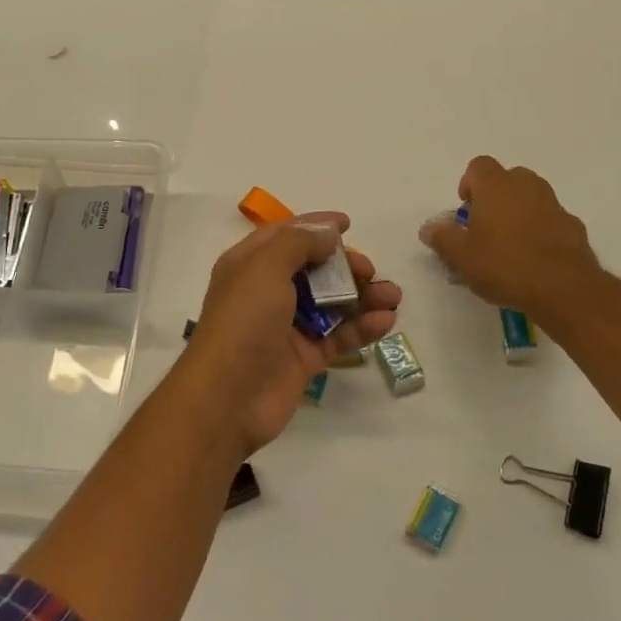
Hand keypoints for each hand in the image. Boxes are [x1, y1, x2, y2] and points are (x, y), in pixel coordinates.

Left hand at [171, 214, 400, 461]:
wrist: (228, 397)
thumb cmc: (243, 321)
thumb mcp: (265, 268)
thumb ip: (298, 244)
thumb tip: (327, 232)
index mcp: (249, 264)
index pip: (286, 235)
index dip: (315, 227)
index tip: (347, 223)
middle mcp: (267, 291)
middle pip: (313, 269)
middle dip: (344, 265)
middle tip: (369, 270)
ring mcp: (287, 326)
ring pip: (331, 303)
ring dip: (363, 296)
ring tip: (393, 296)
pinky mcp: (304, 358)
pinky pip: (339, 335)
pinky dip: (362, 327)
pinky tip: (386, 321)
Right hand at [420, 157, 603, 326]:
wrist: (564, 289)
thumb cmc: (504, 265)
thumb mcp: (461, 257)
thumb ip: (443, 238)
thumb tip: (429, 228)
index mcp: (496, 186)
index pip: (479, 166)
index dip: (469, 183)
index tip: (466, 210)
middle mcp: (526, 186)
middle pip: (508, 177)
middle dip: (496, 195)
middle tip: (486, 225)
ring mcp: (554, 205)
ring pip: (532, 197)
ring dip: (520, 211)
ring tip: (510, 244)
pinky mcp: (574, 226)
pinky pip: (551, 219)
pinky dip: (542, 229)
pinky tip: (535, 258)